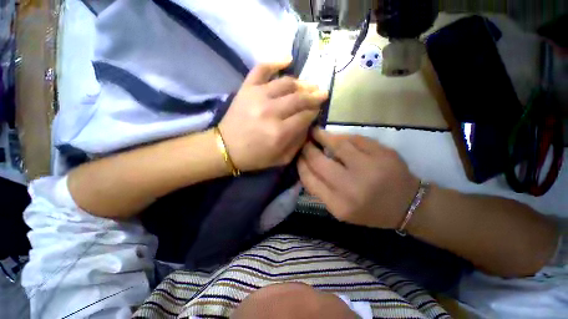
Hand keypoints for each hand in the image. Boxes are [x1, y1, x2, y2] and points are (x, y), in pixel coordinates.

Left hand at [219, 59, 327, 171]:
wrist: (225, 148)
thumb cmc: (254, 157)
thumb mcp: (281, 159)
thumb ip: (298, 143)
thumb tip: (308, 124)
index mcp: (280, 132)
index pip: (305, 116)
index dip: (315, 112)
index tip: (318, 110)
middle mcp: (271, 111)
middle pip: (299, 98)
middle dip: (314, 96)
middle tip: (321, 94)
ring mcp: (258, 96)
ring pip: (287, 83)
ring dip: (302, 83)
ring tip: (309, 86)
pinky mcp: (247, 88)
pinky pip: (262, 68)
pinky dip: (276, 61)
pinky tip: (288, 60)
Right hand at [298, 129, 419, 228]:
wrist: (408, 206)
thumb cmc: (370, 210)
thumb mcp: (340, 209)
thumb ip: (321, 190)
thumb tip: (305, 165)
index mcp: (339, 205)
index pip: (309, 180)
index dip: (300, 165)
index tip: (298, 156)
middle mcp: (351, 187)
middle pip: (319, 161)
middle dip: (307, 149)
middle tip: (304, 143)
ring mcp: (369, 168)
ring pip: (337, 145)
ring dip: (322, 136)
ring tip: (315, 133)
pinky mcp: (383, 154)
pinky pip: (355, 139)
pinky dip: (342, 136)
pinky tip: (336, 136)